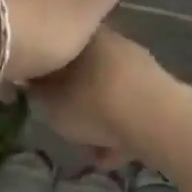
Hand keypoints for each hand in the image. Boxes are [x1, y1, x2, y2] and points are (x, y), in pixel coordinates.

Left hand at [0, 0, 125, 82]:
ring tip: (32, 72)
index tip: (79, 32)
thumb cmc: (41, 26)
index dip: (75, 6)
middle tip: (56, 56)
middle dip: (44, 25)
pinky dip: (0, 60)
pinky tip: (5, 84)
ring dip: (20, 42)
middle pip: (37, 2)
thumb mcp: (84, 13)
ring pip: (12, 21)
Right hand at [28, 29, 165, 156]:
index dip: (46, 73)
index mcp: (83, 36)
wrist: (152, 117)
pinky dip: (120, 129)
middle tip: (64, 122)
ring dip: (99, 118)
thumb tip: (31, 83)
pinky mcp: (160, 91)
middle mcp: (112, 41)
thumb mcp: (48, 102)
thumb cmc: (90, 103)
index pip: (58, 47)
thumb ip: (37, 92)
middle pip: (85, 71)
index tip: (38, 94)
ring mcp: (139, 66)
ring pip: (109, 92)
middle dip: (75, 97)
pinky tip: (112, 155)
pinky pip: (130, 109)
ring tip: (90, 148)